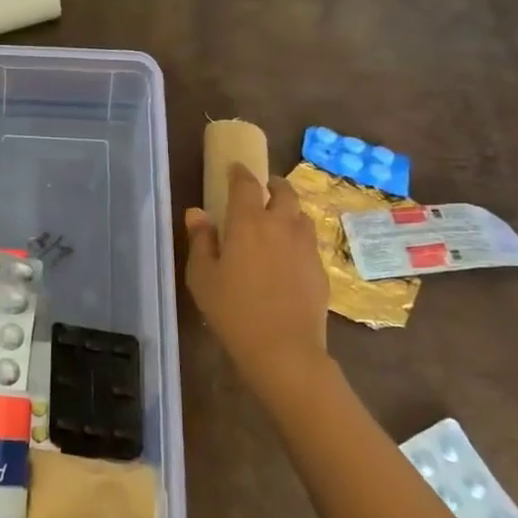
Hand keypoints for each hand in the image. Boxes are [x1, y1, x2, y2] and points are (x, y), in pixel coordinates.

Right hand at [185, 164, 331, 371]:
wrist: (283, 349)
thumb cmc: (232, 310)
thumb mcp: (202, 276)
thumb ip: (201, 240)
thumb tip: (197, 213)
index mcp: (248, 222)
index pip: (246, 184)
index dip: (240, 172)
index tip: (234, 168)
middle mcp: (280, 226)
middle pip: (284, 192)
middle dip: (273, 185)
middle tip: (263, 188)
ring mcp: (305, 247)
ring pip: (301, 216)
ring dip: (289, 210)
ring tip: (278, 220)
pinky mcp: (320, 269)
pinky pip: (309, 242)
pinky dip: (298, 238)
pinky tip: (288, 255)